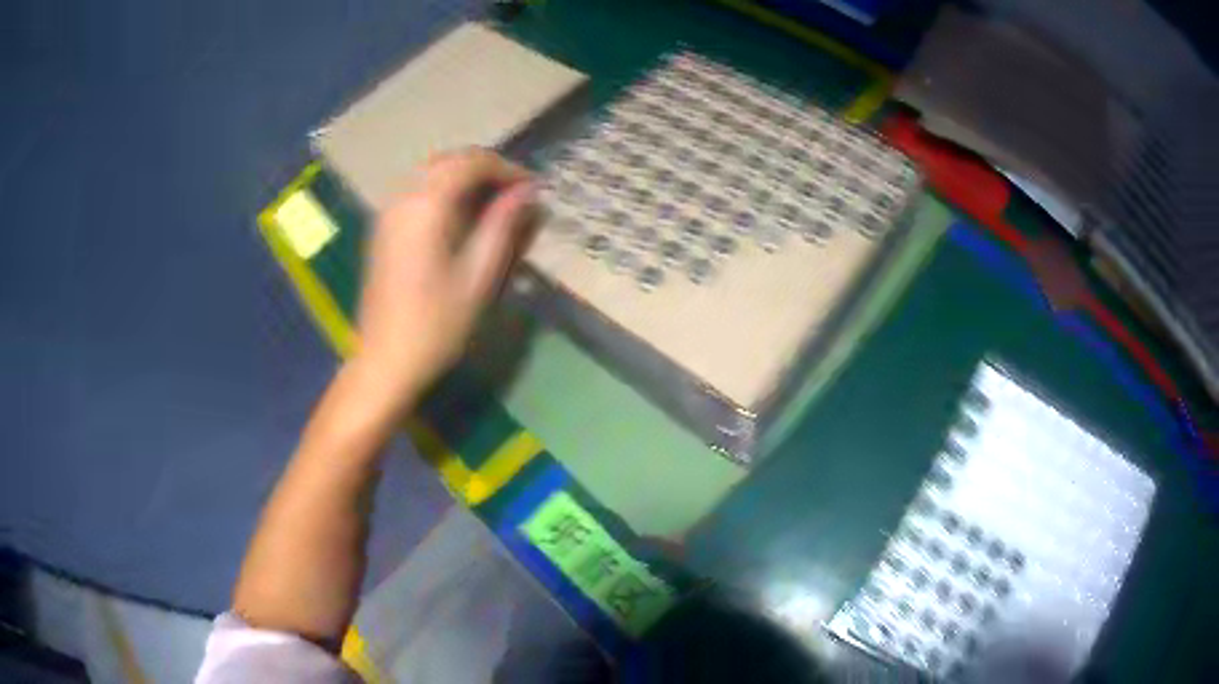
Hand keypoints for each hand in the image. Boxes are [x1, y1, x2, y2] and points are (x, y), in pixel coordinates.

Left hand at [347, 148, 535, 422]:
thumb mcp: (478, 276)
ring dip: (464, 178)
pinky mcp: (383, 229)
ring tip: (494, 205)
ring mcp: (388, 212)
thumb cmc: (436, 324)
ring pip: (431, 173)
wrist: (384, 359)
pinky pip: (417, 190)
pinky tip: (461, 217)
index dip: (507, 169)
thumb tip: (527, 192)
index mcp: (426, 205)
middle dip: (486, 169)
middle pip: (449, 160)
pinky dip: (444, 191)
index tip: (534, 189)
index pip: (471, 163)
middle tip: (516, 195)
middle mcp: (403, 197)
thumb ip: (503, 225)